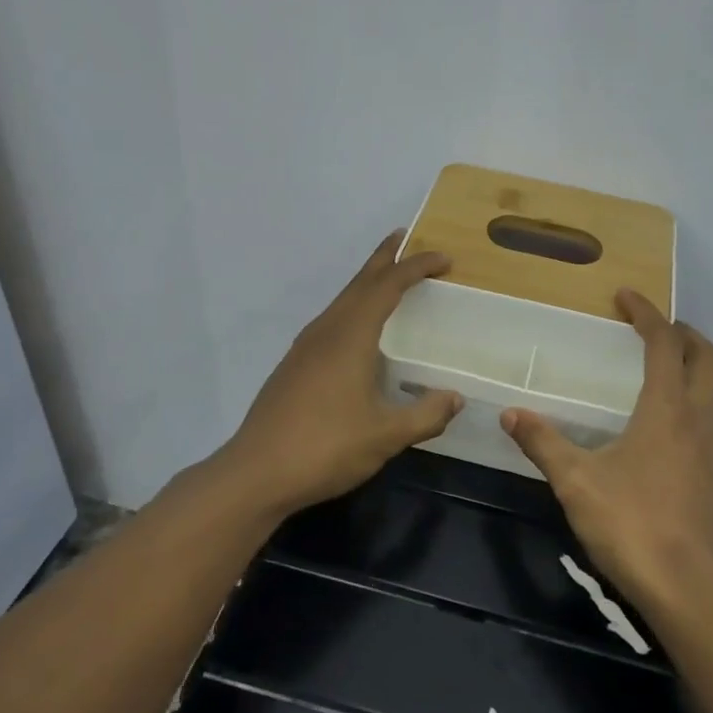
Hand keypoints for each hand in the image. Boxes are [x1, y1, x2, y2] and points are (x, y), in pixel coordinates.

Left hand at [219, 232, 461, 516]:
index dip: (416, 268)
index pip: (387, 286)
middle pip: (359, 282)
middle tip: (407, 239)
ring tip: (388, 279)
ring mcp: (305, 347)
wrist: (256, 472)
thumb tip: (456, 398)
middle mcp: (326, 331)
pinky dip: (353, 307)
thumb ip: (425, 415)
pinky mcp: (294, 365)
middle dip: (385, 258)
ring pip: (342, 300)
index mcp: (350, 336)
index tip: (444, 259)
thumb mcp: (385, 436)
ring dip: (367, 283)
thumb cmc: (325, 448)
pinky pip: (332, 319)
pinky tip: (359, 331)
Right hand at [501, 291, 712, 615]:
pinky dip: (685, 406)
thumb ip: (543, 443)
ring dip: (687, 370)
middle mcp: (698, 422)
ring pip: (709, 393)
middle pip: (707, 360)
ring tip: (650, 373)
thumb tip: (510, 413)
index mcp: (667, 410)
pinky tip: (656, 431)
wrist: (687, 591)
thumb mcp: (576, 481)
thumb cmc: (631, 524)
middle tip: (651, 326)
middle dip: (683, 333)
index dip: (647, 314)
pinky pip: (704, 424)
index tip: (625, 296)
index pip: (665, 344)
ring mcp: (711, 452)